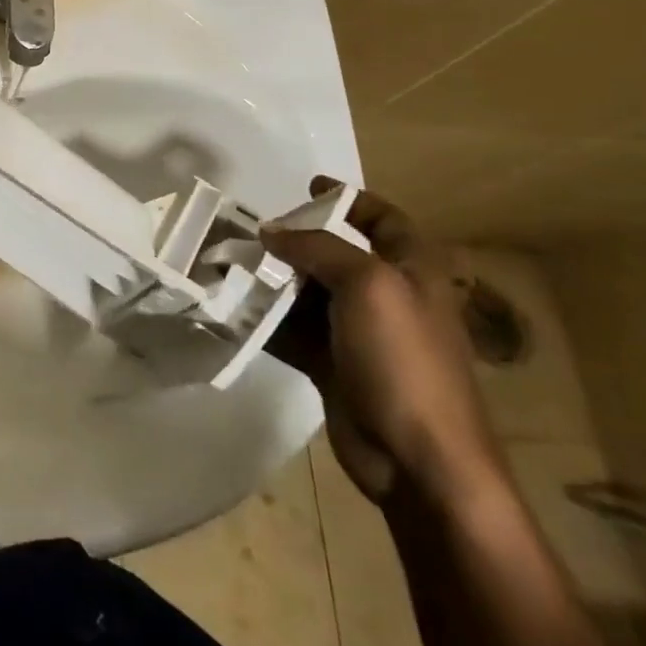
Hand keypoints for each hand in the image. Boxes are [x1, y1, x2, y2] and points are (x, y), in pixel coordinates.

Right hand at [262, 178, 504, 511]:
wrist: (418, 459)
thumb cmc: (403, 359)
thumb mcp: (367, 285)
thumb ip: (317, 248)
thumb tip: (272, 232)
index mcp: (412, 270)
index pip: (384, 220)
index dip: (351, 199)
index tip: (309, 186)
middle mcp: (386, 296)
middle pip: (334, 253)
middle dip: (292, 241)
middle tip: (248, 231)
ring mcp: (358, 333)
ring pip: (307, 292)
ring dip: (270, 280)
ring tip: (228, 265)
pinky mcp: (333, 365)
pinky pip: (292, 330)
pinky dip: (265, 319)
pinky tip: (234, 309)